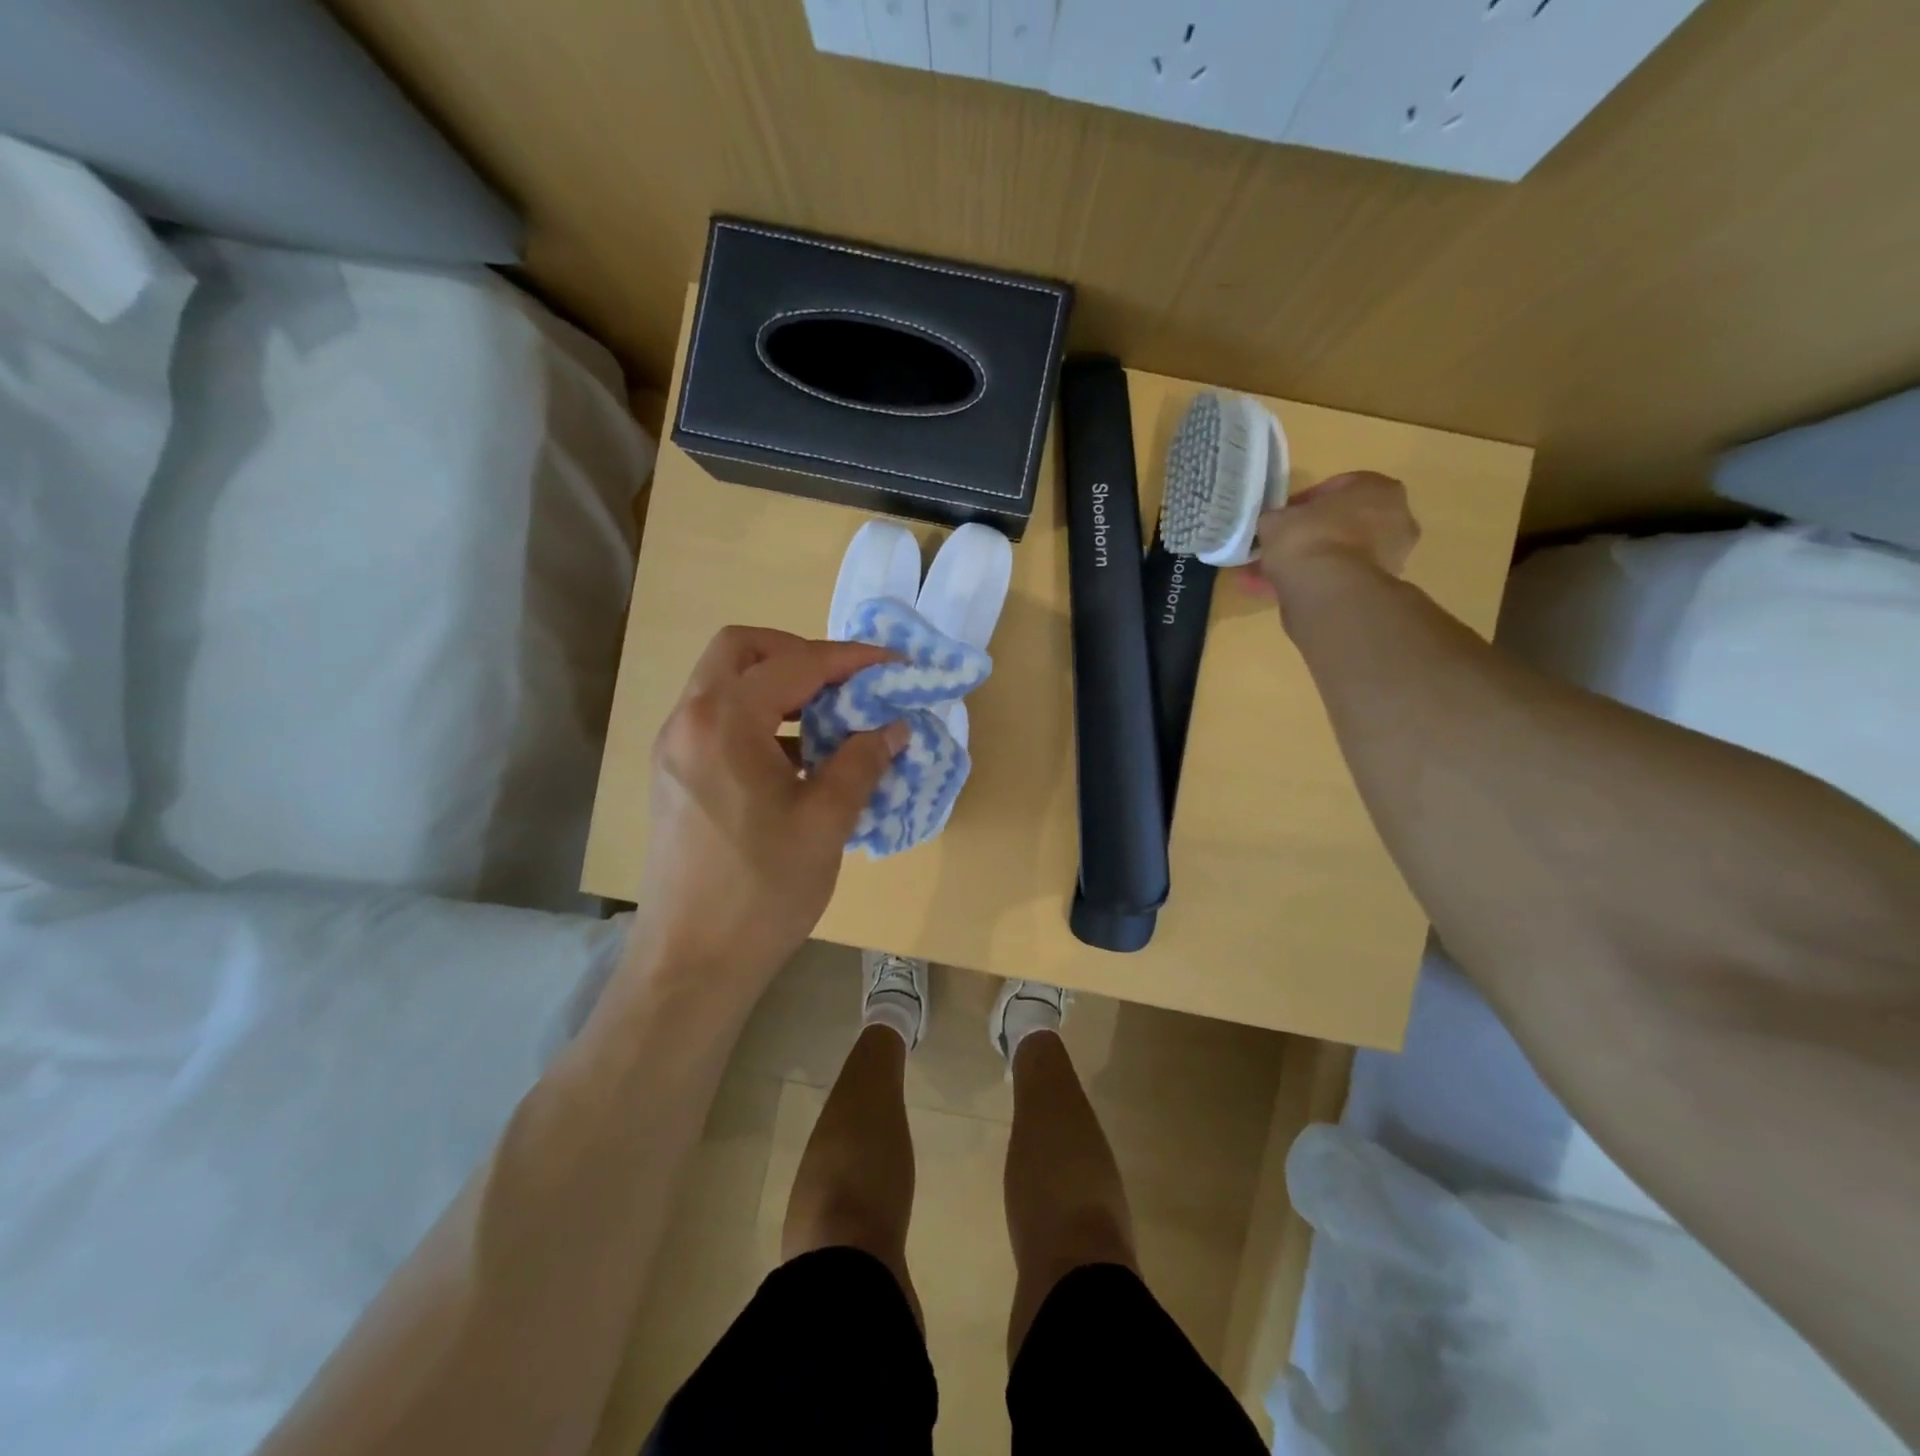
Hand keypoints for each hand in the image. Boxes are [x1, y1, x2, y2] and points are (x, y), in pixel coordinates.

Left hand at [628, 627, 907, 993]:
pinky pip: (718, 722)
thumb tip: (893, 727)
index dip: (849, 659)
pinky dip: (760, 720)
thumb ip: (862, 762)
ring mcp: (675, 749)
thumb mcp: (826, 822)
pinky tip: (798, 760)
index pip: (794, 664)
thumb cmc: (762, 890)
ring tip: (830, 721)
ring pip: (725, 685)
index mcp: (724, 722)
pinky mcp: (674, 777)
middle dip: (798, 653)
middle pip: (740, 651)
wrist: (691, 964)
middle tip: (843, 683)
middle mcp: (689, 721)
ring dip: (778, 688)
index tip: (891, 664)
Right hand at [1242, 472, 1421, 629]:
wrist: (1327, 591)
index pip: (1339, 488)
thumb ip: (1278, 518)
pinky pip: (1336, 579)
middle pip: (1344, 524)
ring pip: (1339, 555)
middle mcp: (1396, 520)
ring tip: (1270, 575)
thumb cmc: (1309, 537)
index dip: (1305, 502)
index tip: (1284, 517)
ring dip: (1309, 563)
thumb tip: (1275, 526)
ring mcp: (1390, 558)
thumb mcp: (1277, 518)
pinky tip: (1277, 591)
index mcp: (1380, 489)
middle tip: (1280, 545)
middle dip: (1311, 534)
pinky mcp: (1375, 589)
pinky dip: (1311, 584)